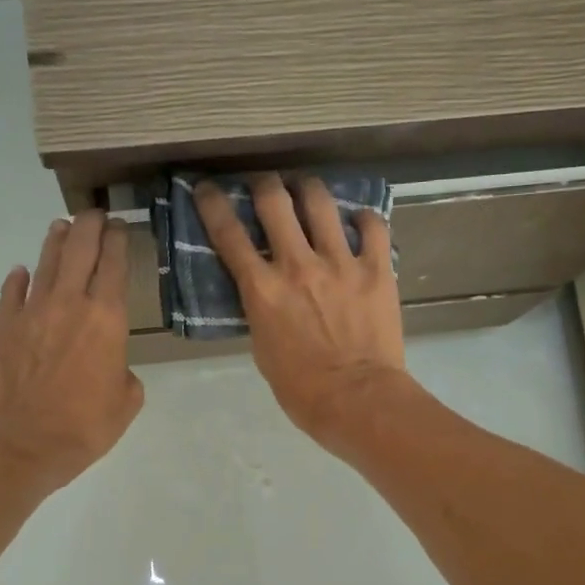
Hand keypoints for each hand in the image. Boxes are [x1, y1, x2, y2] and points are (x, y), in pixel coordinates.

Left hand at [0, 211, 143, 493]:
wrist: (21, 443)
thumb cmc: (84, 426)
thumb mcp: (126, 402)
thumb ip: (123, 371)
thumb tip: (110, 363)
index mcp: (107, 319)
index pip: (114, 265)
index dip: (118, 241)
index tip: (120, 226)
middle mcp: (69, 304)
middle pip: (80, 251)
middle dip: (90, 227)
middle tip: (95, 213)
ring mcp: (31, 313)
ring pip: (46, 265)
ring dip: (56, 242)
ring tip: (62, 226)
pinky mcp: (2, 328)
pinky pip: (12, 294)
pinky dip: (18, 281)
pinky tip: (22, 272)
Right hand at [194, 174, 409, 446]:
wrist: (358, 400)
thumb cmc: (302, 389)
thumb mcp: (262, 349)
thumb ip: (260, 310)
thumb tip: (263, 291)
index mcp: (262, 289)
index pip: (228, 234)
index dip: (212, 204)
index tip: (207, 188)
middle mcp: (297, 265)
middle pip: (274, 201)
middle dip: (264, 184)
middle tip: (264, 185)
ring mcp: (340, 262)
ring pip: (320, 202)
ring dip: (308, 189)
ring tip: (307, 190)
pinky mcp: (377, 269)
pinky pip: (372, 225)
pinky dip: (362, 217)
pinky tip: (357, 220)